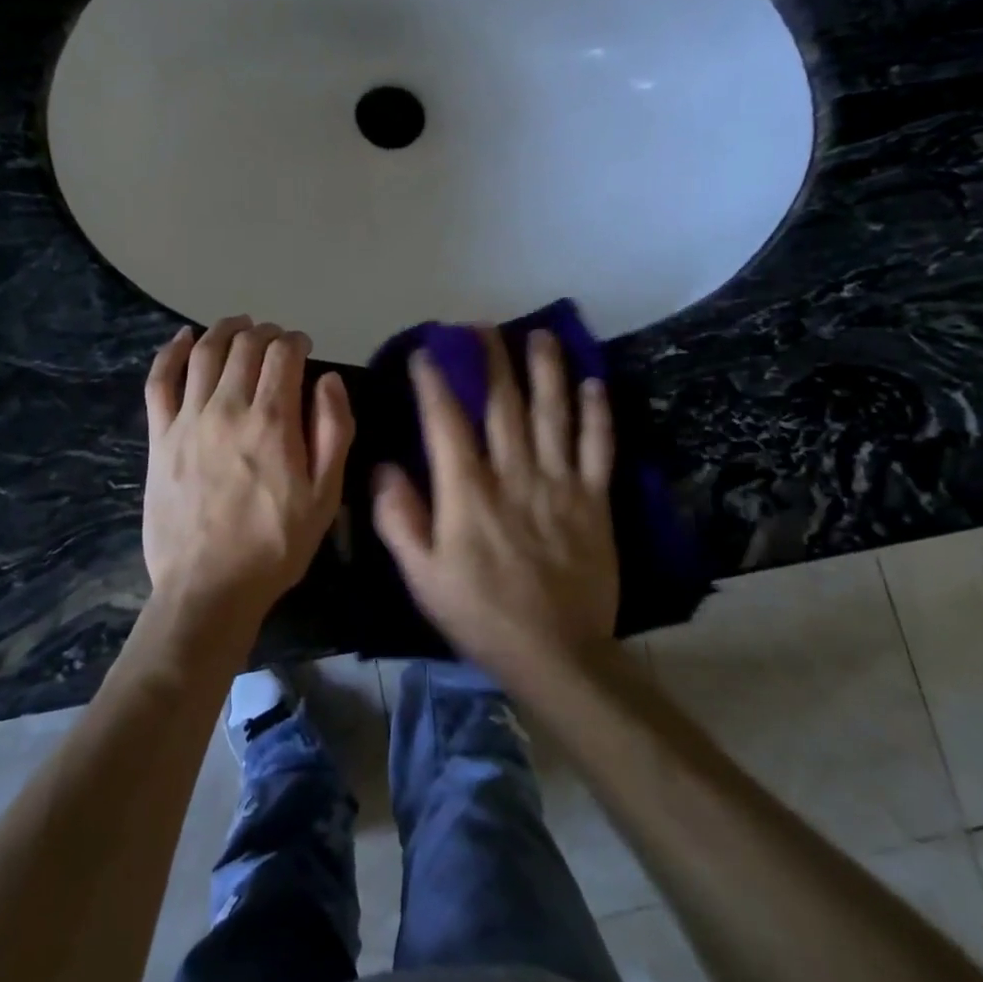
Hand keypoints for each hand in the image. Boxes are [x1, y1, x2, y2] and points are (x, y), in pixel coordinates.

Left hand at [142, 316, 353, 629]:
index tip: (303, 347)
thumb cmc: (276, 544)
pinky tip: (184, 338)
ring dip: (225, 330)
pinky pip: (160, 381)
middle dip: (266, 333)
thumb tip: (328, 379)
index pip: (283, 356)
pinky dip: (172, 353)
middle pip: (245, 347)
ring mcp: (188, 419)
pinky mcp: (160, 437)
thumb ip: (333, 430)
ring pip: (206, 354)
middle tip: (276, 339)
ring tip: (239, 325)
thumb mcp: (325, 495)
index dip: (296, 342)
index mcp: (272, 421)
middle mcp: (228, 407)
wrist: (209, 587)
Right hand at [372, 327, 617, 683]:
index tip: (427, 352)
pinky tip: (593, 383)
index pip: (447, 422)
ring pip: (552, 414)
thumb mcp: (422, 576)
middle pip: (502, 404)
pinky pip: (599, 448)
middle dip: (490, 360)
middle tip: (481, 326)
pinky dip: (597, 414)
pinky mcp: (594, 501)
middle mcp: (514, 475)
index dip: (435, 382)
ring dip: (546, 370)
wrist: (556, 655)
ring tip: (540, 335)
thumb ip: (399, 519)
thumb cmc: (480, 615)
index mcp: (468, 492)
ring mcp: (559, 484)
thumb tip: (383, 466)